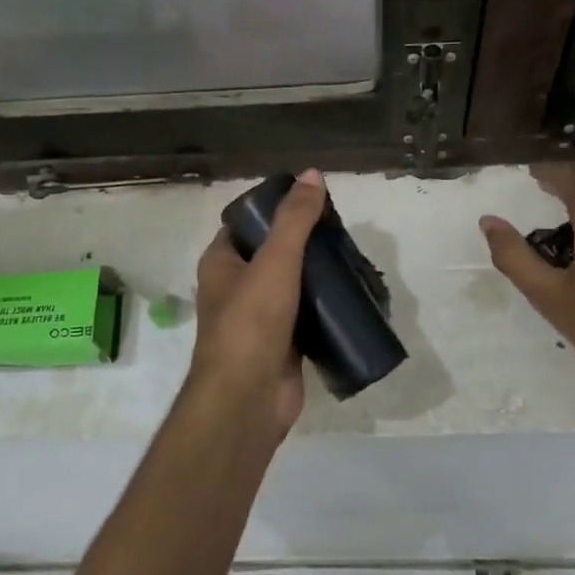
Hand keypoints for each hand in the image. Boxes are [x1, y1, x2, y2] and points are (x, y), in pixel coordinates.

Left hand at [183, 171, 327, 438]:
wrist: (248, 399)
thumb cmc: (252, 323)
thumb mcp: (275, 260)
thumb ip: (295, 219)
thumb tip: (312, 174)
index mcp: (221, 262)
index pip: (246, 223)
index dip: (274, 209)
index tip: (312, 200)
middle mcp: (235, 287)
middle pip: (273, 253)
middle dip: (305, 242)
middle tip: (341, 231)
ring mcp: (259, 319)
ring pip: (292, 286)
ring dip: (318, 275)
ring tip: (352, 259)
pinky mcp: (283, 345)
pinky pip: (306, 317)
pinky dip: (325, 308)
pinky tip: (352, 296)